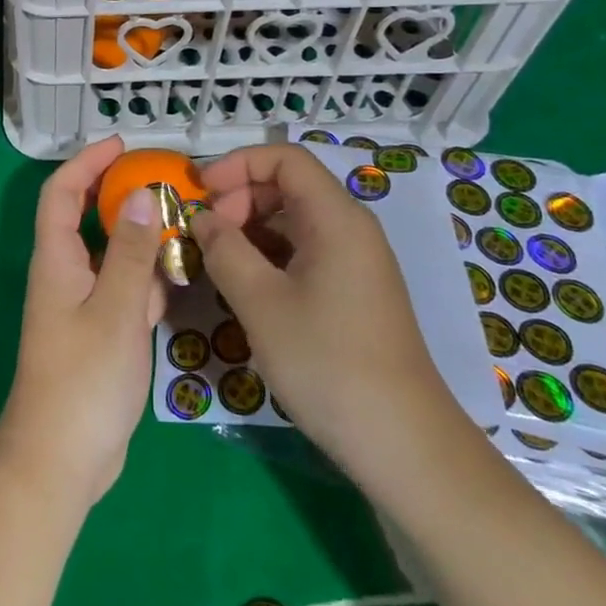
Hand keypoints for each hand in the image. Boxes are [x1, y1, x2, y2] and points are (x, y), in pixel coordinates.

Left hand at [0, 136, 167, 512]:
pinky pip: (124, 290)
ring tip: (183, 219)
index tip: (122, 145)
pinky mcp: (100, 333)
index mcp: (57, 259)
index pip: (62, 192)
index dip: (86, 162)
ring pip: (111, 254)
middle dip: (120, 193)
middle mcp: (66, 274)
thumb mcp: (115, 309)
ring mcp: (83, 305)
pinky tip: (180, 274)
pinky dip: (148, 277)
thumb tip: (140, 194)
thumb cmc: (83, 379)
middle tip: (164, 180)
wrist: (61, 461)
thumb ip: (129, 251)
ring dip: (140, 236)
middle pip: (88, 218)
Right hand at [192, 144, 465, 491]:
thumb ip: (224, 250)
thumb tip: (202, 219)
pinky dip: (270, 256)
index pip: (285, 159)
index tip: (201, 192)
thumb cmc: (327, 363)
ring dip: (251, 230)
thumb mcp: (260, 303)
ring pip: (294, 221)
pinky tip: (247, 287)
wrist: (404, 447)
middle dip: (240, 199)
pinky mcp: (354, 293)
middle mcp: (351, 230)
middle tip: (206, 234)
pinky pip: (305, 252)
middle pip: (289, 186)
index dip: (238, 165)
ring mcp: (356, 263)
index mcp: (336, 219)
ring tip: (218, 262)